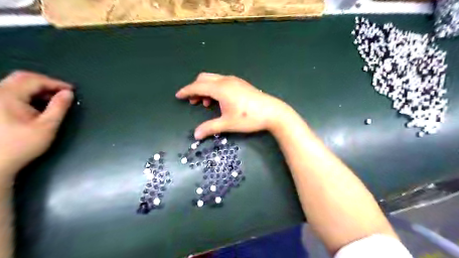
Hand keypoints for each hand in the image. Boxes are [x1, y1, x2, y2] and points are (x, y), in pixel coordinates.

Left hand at [0, 70, 72, 177]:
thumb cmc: (22, 145)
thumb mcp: (47, 126)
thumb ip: (59, 107)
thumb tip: (68, 93)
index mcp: (8, 96)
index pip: (34, 80)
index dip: (56, 83)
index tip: (72, 90)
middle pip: (23, 78)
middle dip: (45, 83)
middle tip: (62, 92)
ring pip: (15, 84)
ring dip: (36, 88)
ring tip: (52, 98)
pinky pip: (10, 92)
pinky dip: (27, 94)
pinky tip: (36, 104)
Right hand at [176, 72, 289, 138]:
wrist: (272, 112)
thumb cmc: (249, 118)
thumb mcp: (228, 124)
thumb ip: (210, 127)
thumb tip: (195, 135)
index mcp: (220, 88)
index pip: (198, 87)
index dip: (186, 91)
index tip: (178, 95)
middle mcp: (226, 81)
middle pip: (204, 79)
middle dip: (195, 89)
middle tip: (193, 102)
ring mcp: (234, 80)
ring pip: (213, 79)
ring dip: (205, 89)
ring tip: (206, 104)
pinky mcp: (240, 83)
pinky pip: (221, 81)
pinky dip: (215, 88)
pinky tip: (219, 100)